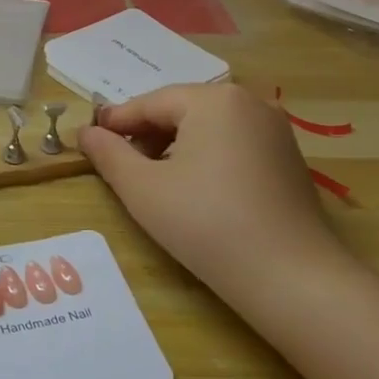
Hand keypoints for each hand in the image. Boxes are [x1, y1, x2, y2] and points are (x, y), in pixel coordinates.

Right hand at [79, 84, 349, 315]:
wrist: (292, 279)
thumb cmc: (206, 224)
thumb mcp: (143, 189)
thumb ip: (108, 154)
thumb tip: (86, 132)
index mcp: (213, 100)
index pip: (151, 103)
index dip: (117, 122)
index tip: (90, 140)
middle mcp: (248, 102)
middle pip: (182, 111)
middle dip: (148, 135)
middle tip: (121, 166)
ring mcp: (275, 130)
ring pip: (209, 128)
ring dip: (176, 147)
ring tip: (155, 181)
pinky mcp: (289, 158)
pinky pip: (234, 144)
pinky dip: (207, 158)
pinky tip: (196, 191)